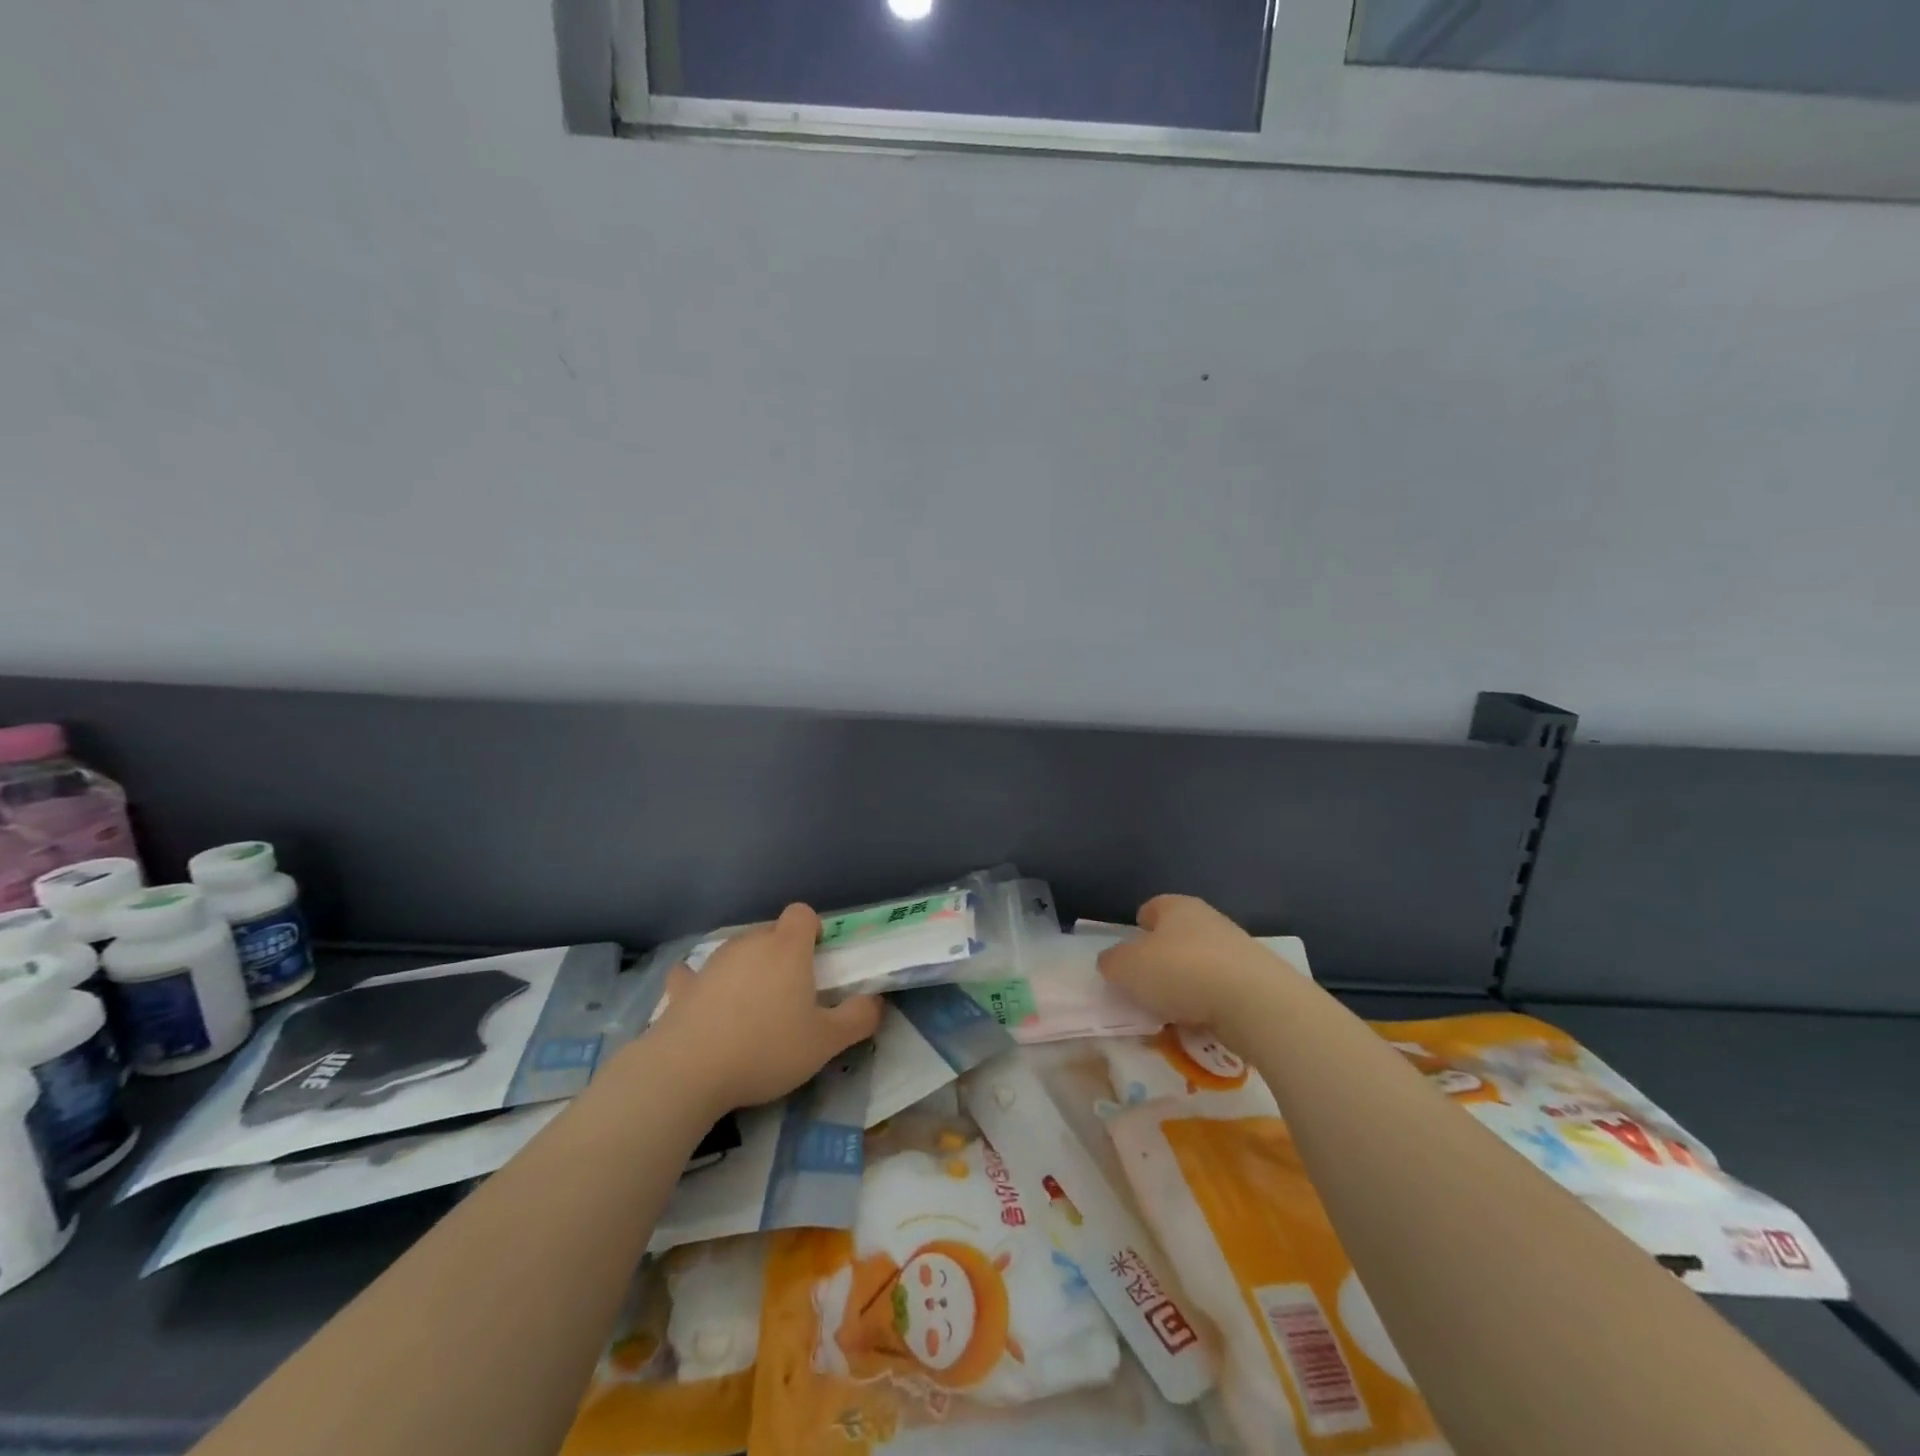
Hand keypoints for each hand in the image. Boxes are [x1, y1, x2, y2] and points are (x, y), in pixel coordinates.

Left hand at [651, 903, 883, 1113]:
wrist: (687, 1071)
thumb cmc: (766, 1049)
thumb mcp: (826, 1042)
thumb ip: (858, 1018)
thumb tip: (875, 1001)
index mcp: (787, 948)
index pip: (802, 913)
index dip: (813, 930)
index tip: (817, 958)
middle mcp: (750, 943)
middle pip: (772, 933)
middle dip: (783, 954)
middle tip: (792, 994)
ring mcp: (712, 963)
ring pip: (738, 952)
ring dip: (748, 969)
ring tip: (752, 1009)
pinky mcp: (682, 988)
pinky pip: (694, 975)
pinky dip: (702, 983)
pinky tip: (702, 1000)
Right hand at [1096, 894, 1276, 1029]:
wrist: (1255, 1002)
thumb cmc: (1181, 972)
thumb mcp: (1127, 967)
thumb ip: (1112, 962)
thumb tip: (1113, 962)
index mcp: (1177, 907)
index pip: (1152, 908)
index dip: (1138, 927)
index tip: (1129, 954)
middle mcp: (1209, 920)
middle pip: (1177, 937)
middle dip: (1162, 960)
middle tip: (1145, 988)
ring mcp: (1238, 950)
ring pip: (1200, 965)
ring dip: (1186, 986)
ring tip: (1171, 1014)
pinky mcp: (1258, 981)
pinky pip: (1222, 991)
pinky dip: (1209, 1006)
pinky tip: (1201, 1025)